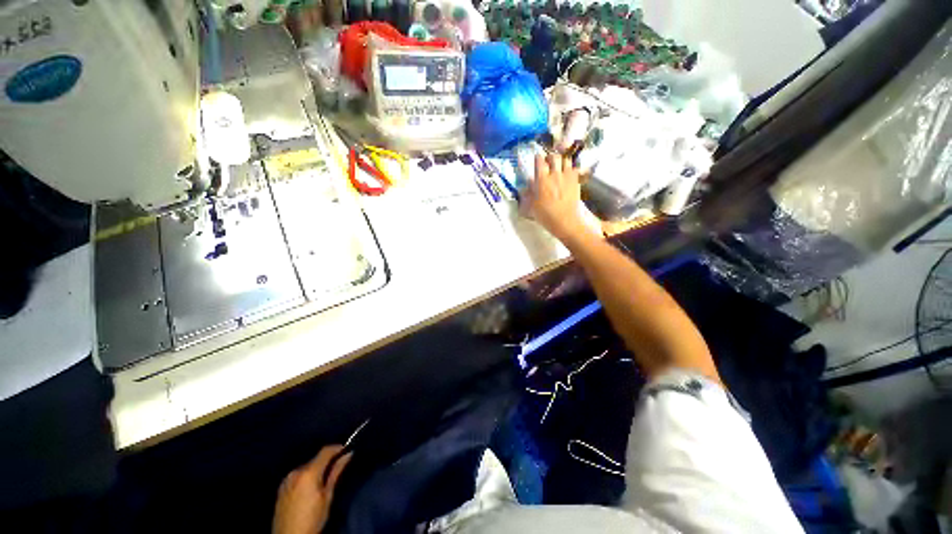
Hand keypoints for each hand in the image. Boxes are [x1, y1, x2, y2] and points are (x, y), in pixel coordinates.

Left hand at [273, 445, 352, 533]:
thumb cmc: (312, 519)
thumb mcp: (327, 497)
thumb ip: (336, 473)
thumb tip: (348, 455)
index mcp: (308, 473)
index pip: (325, 451)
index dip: (337, 448)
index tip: (347, 450)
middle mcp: (296, 472)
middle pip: (315, 459)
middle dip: (327, 461)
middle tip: (337, 468)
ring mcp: (286, 479)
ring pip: (307, 466)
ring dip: (316, 469)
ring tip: (324, 480)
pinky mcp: (281, 487)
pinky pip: (298, 475)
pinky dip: (307, 476)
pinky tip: (310, 487)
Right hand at [525, 153, 587, 242]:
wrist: (565, 221)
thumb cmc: (546, 215)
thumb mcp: (532, 206)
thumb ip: (529, 193)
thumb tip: (529, 184)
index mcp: (541, 179)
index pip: (539, 161)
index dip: (538, 158)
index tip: (537, 159)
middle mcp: (554, 174)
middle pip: (554, 157)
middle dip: (551, 157)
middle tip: (549, 162)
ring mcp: (567, 177)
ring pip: (566, 160)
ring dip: (562, 161)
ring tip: (560, 166)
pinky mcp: (576, 181)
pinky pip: (575, 168)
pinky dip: (572, 169)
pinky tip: (569, 174)